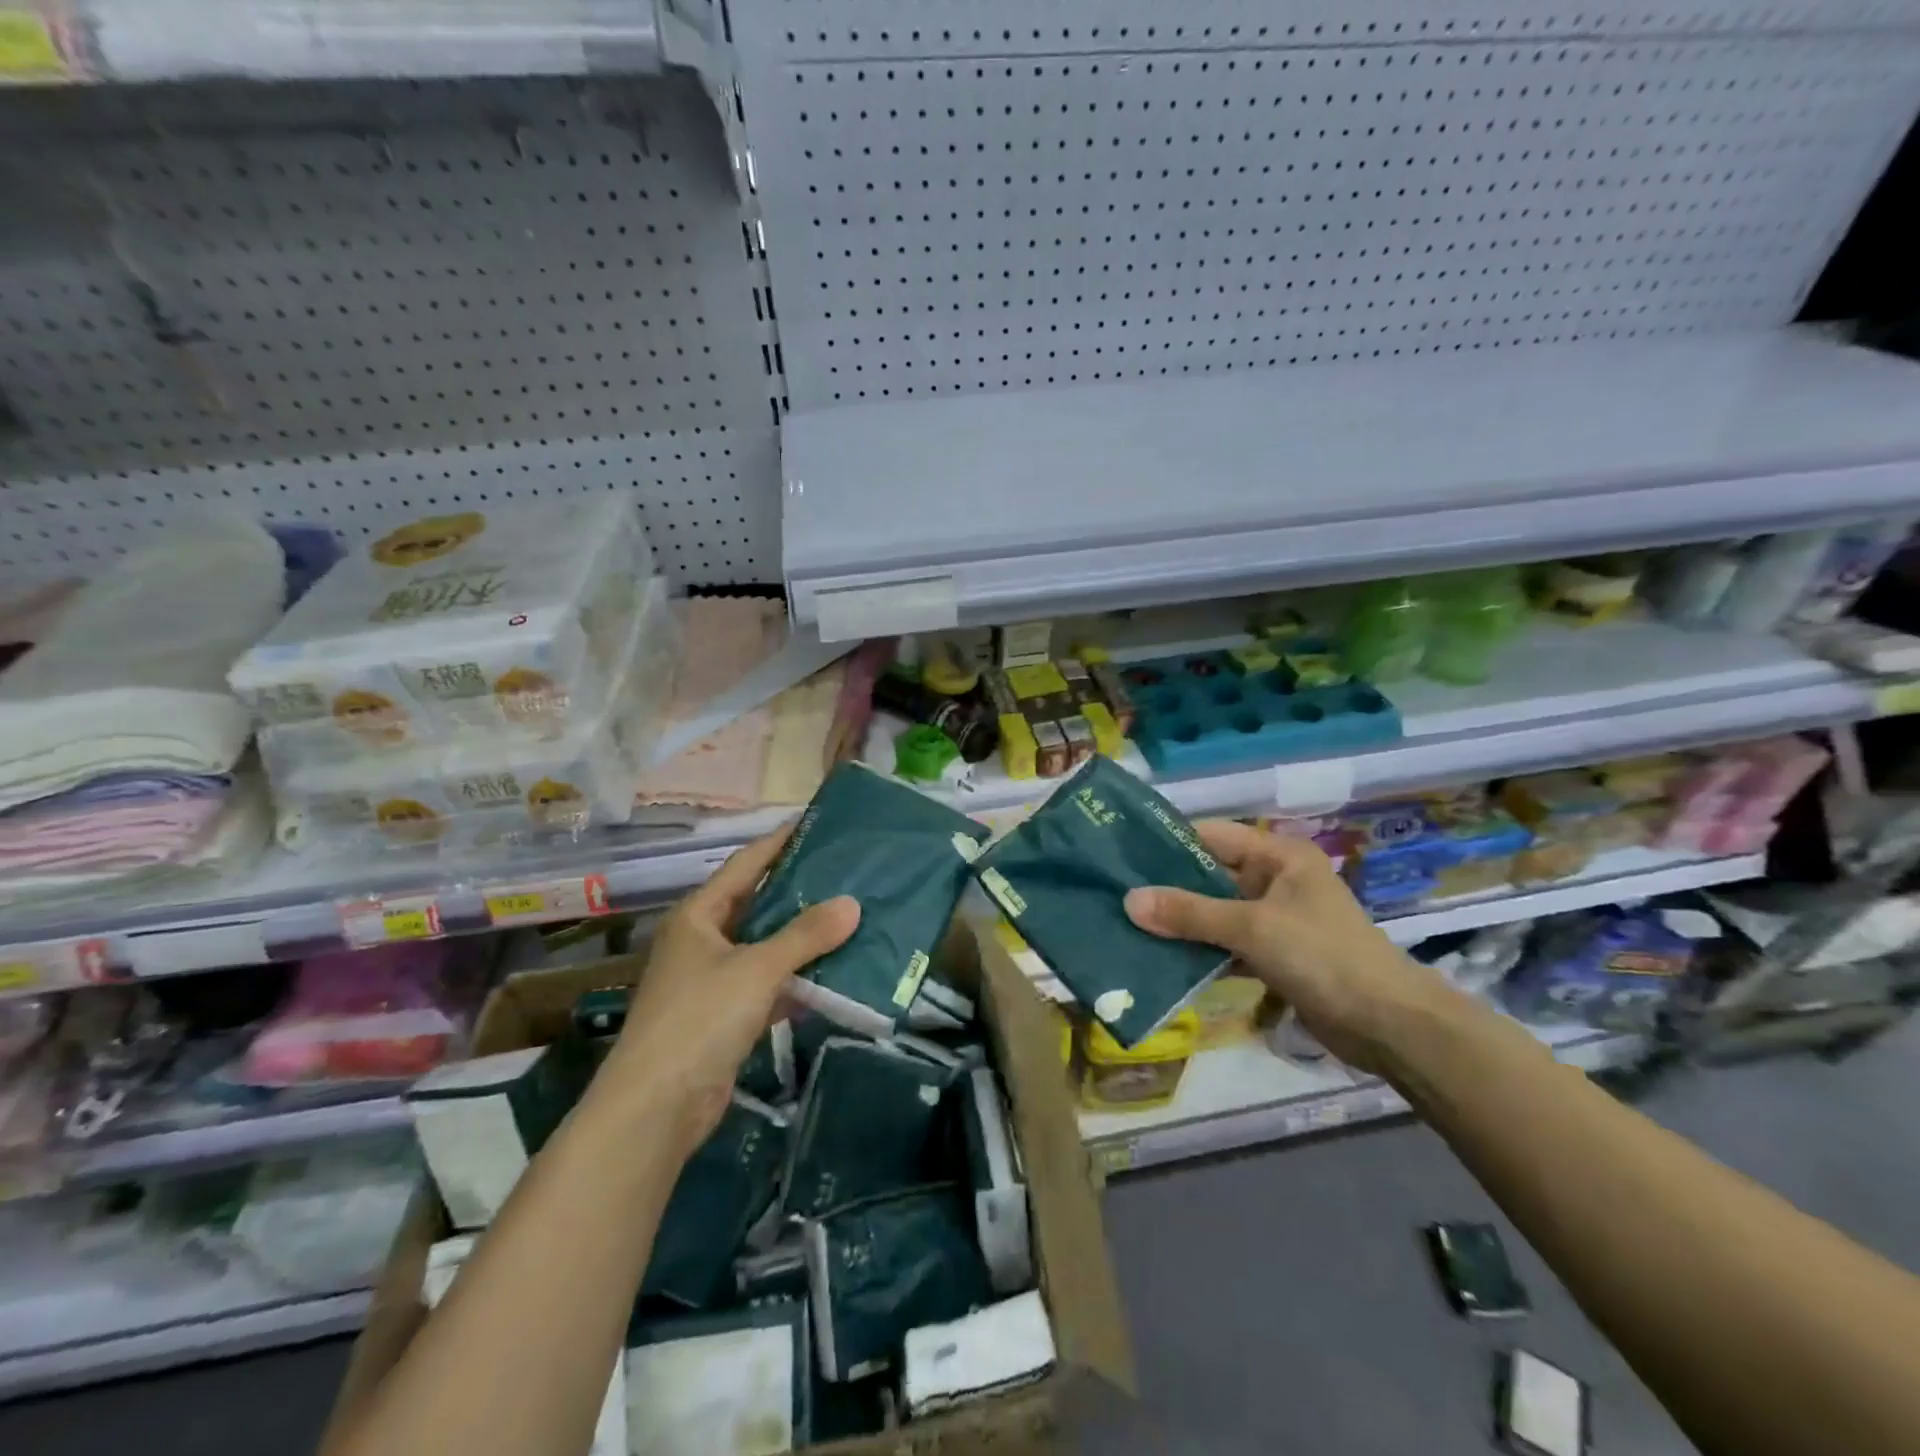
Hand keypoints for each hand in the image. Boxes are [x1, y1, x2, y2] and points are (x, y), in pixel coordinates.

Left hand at [602, 826, 859, 1155]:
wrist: (656, 1108)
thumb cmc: (700, 1018)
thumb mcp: (757, 968)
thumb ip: (805, 935)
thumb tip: (852, 904)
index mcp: (698, 915)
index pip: (745, 864)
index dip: (779, 842)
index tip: (817, 825)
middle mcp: (703, 941)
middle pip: (757, 905)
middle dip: (799, 892)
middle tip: (847, 873)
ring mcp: (713, 981)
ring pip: (766, 948)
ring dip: (802, 939)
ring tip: (850, 918)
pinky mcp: (725, 1017)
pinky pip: (769, 986)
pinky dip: (797, 981)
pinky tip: (834, 974)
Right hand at [1123, 820, 1450, 1071]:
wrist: (1390, 1025)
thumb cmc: (1322, 956)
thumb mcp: (1251, 927)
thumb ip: (1190, 913)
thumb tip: (1129, 900)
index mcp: (1278, 856)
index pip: (1212, 835)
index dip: (1168, 843)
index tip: (1122, 854)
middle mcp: (1276, 880)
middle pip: (1210, 875)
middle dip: (1168, 889)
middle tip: (1116, 895)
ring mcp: (1276, 919)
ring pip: (1216, 913)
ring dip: (1181, 924)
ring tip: (1129, 927)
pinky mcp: (1276, 955)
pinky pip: (1228, 944)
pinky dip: (1202, 952)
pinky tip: (1162, 961)